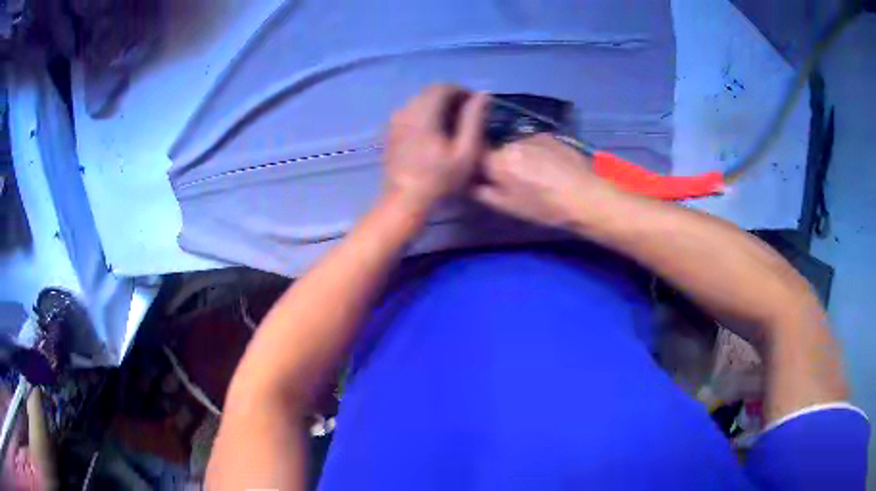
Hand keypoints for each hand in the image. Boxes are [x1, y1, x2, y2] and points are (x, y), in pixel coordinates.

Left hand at [385, 85, 488, 211]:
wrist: (405, 200)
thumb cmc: (439, 179)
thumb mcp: (466, 152)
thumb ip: (475, 120)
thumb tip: (482, 96)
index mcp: (424, 113)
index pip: (444, 87)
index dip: (462, 92)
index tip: (476, 105)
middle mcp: (406, 111)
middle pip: (430, 92)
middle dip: (450, 97)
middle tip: (467, 115)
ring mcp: (395, 121)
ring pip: (419, 101)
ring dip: (437, 105)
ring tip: (453, 124)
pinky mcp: (391, 131)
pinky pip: (410, 112)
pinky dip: (425, 114)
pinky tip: (434, 132)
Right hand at [472, 134, 622, 229]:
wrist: (586, 196)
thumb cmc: (546, 208)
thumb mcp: (510, 208)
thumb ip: (484, 193)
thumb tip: (469, 184)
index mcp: (498, 161)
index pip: (476, 158)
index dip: (479, 169)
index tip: (484, 180)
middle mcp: (511, 143)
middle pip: (497, 151)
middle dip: (501, 164)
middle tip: (515, 182)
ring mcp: (532, 136)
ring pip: (516, 147)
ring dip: (519, 158)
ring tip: (537, 176)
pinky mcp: (550, 136)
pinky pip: (533, 143)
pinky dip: (536, 153)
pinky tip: (550, 167)